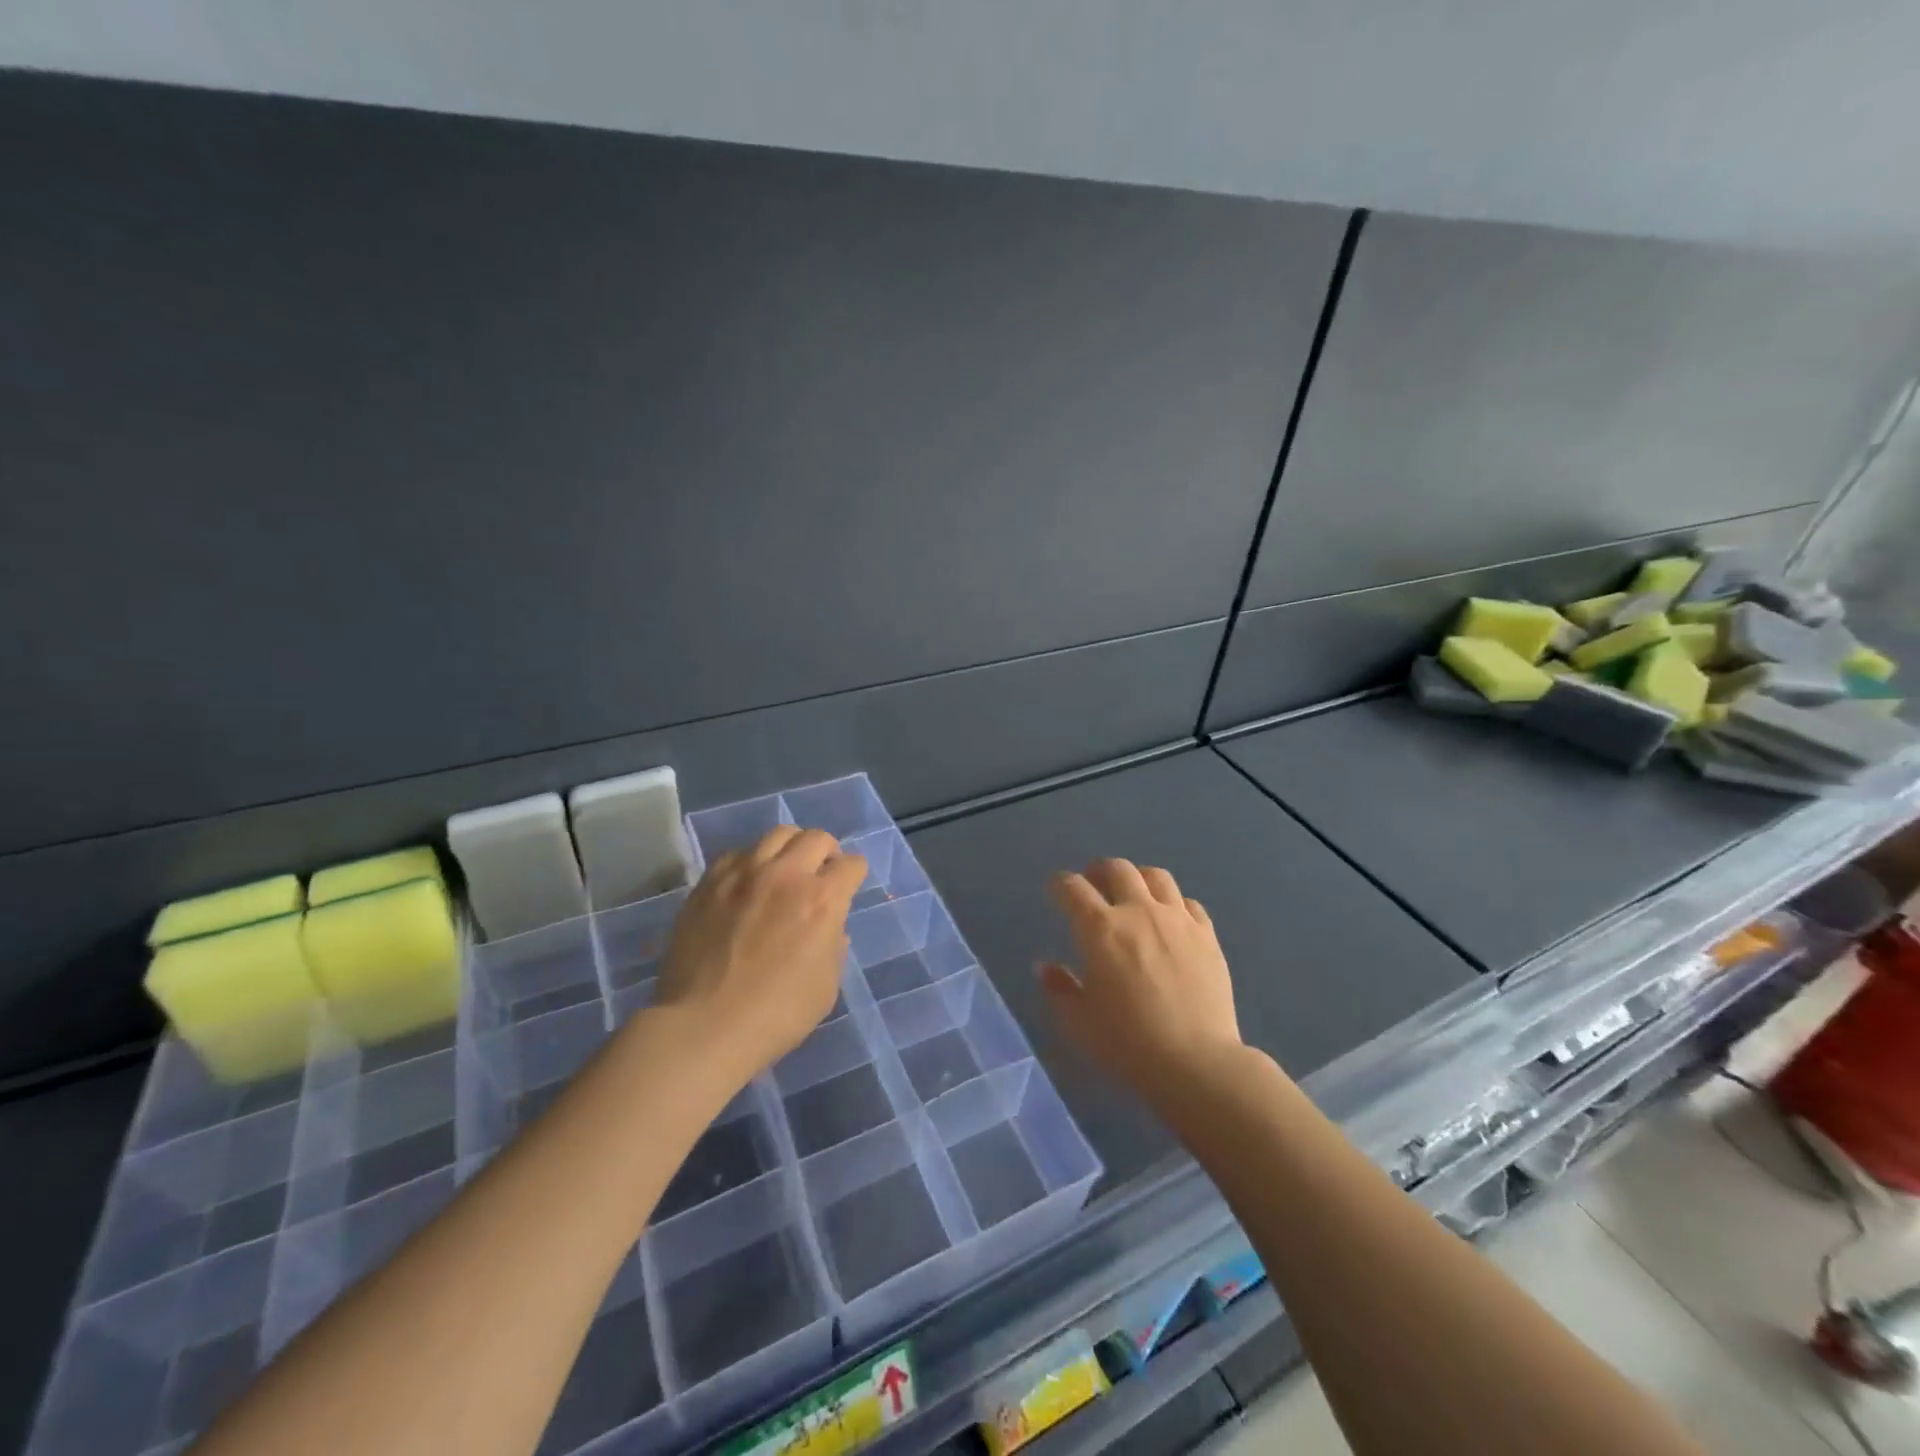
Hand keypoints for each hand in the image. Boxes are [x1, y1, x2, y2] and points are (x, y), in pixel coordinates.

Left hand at [656, 826, 865, 1085]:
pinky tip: (747, 884)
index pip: (851, 864)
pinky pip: (738, 853)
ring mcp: (744, 873)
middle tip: (820, 874)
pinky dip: (751, 861)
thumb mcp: (827, 986)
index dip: (854, 875)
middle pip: (817, 838)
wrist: (704, 1026)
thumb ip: (834, 946)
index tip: (848, 887)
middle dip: (827, 853)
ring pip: (777, 834)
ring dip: (790, 848)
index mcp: (822, 900)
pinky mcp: (710, 881)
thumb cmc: (776, 1015)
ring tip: (784, 870)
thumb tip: (830, 927)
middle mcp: (786, 874)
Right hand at [1039, 859, 1242, 1104]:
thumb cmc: (1128, 1044)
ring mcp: (1177, 920)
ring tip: (1133, 893)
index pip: (1072, 888)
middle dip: (1099, 871)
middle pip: (1117, 869)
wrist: (1196, 1063)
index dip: (1059, 884)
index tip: (1055, 890)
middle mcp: (1138, 912)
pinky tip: (1170, 920)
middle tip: (1094, 885)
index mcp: (1100, 929)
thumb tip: (1044, 967)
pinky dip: (1173, 904)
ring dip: (1138, 878)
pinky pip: (1189, 903)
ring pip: (1156, 876)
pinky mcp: (1207, 935)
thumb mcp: (1078, 1023)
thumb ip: (1058, 989)